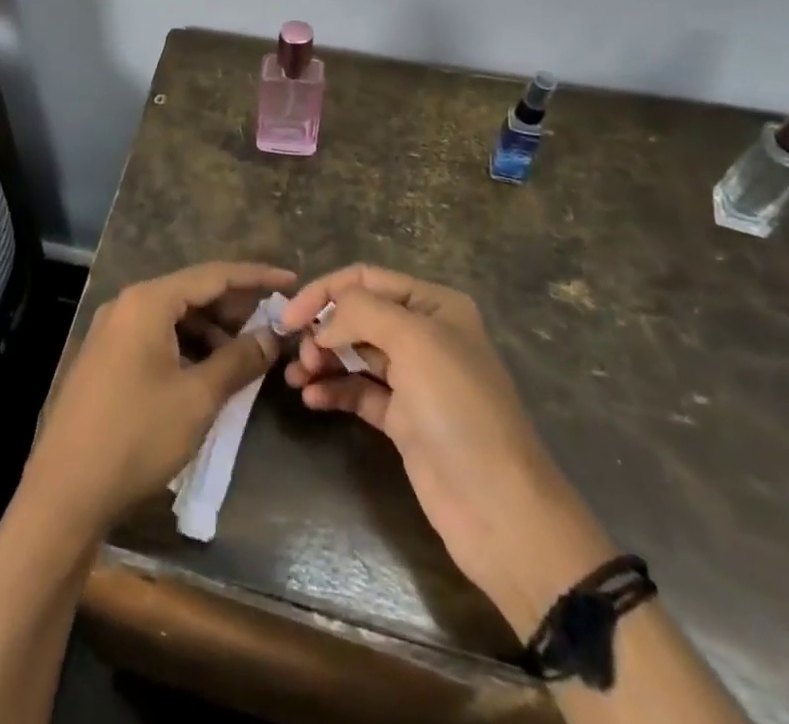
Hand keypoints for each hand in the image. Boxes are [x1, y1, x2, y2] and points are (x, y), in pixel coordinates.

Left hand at [24, 261, 296, 538]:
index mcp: (147, 302)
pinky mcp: (106, 357)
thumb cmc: (136, 436)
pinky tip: (208, 371)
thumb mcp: (197, 398)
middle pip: (191, 292)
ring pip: (173, 316)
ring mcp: (112, 330)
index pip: (212, 275)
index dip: (255, 277)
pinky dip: (186, 345)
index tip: (291, 281)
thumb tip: (272, 336)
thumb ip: (238, 360)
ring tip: (247, 354)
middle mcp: (127, 305)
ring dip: (211, 330)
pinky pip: (156, 336)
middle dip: (234, 307)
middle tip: (274, 324)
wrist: (64, 490)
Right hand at [279, 265, 613, 629]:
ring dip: (322, 360)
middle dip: (323, 329)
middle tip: (301, 357)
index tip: (289, 317)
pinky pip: (359, 391)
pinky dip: (333, 390)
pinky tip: (311, 399)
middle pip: (357, 316)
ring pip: (354, 354)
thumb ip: (360, 312)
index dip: (324, 291)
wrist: (499, 509)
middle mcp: (424, 335)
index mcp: (434, 305)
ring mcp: (415, 379)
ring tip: (297, 379)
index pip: (365, 279)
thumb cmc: (458, 409)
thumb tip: (324, 322)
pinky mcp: (404, 419)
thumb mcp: (413, 340)